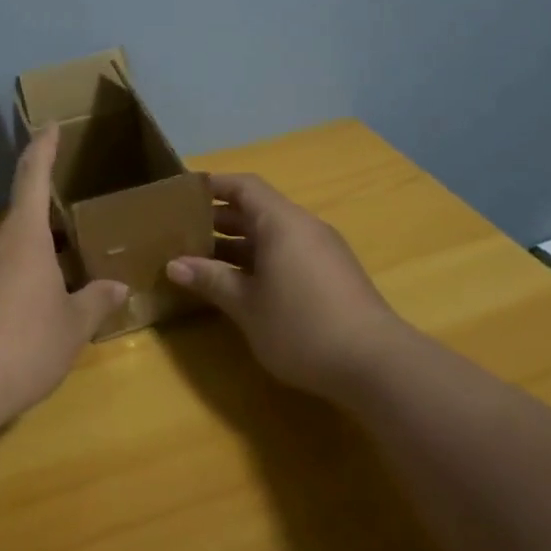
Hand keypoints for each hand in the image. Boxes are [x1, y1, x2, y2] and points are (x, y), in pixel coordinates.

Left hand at [0, 123, 128, 429]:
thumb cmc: (24, 344)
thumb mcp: (72, 327)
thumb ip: (95, 303)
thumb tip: (117, 287)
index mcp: (22, 236)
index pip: (33, 177)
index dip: (44, 148)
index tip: (49, 125)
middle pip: (22, 228)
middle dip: (48, 241)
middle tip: (74, 262)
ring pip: (3, 259)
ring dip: (26, 271)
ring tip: (49, 304)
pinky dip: (3, 295)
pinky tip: (16, 329)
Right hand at [165, 173, 405, 400]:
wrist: (376, 364)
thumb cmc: (302, 325)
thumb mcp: (246, 305)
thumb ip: (210, 280)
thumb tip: (173, 265)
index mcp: (282, 223)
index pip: (244, 186)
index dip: (213, 185)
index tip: (182, 194)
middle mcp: (304, 228)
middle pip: (257, 210)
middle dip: (218, 219)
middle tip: (181, 232)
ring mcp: (322, 252)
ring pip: (272, 235)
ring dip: (237, 244)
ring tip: (202, 260)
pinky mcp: (331, 277)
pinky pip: (287, 254)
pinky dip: (259, 261)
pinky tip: (240, 285)